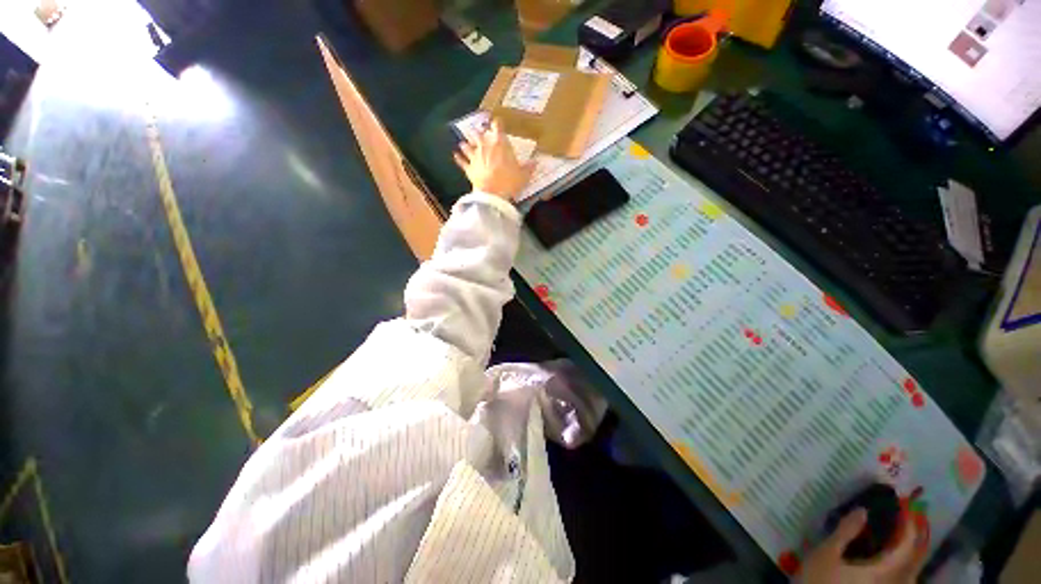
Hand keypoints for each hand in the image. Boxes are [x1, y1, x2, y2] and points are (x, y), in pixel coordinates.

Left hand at [453, 119, 533, 200]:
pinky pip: (461, 162)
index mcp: (500, 144)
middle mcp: (485, 146)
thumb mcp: (523, 175)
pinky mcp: (468, 169)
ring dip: (466, 144)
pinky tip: (455, 155)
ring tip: (464, 142)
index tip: (497, 122)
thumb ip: (529, 168)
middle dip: (480, 133)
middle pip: (480, 134)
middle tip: (480, 131)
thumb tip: (536, 162)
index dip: (497, 123)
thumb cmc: (510, 181)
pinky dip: (458, 158)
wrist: (493, 194)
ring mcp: (475, 157)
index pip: (497, 127)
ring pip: (468, 146)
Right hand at [802, 509, 925, 583]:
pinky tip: (891, 557)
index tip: (904, 503)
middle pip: (915, 558)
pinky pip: (903, 577)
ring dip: (910, 550)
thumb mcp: (827, 554)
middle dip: (914, 536)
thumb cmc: (820, 580)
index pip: (907, 544)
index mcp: (885, 571)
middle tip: (907, 515)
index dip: (909, 522)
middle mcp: (895, 582)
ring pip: (912, 570)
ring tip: (902, 534)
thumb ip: (846, 532)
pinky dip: (903, 563)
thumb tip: (863, 510)